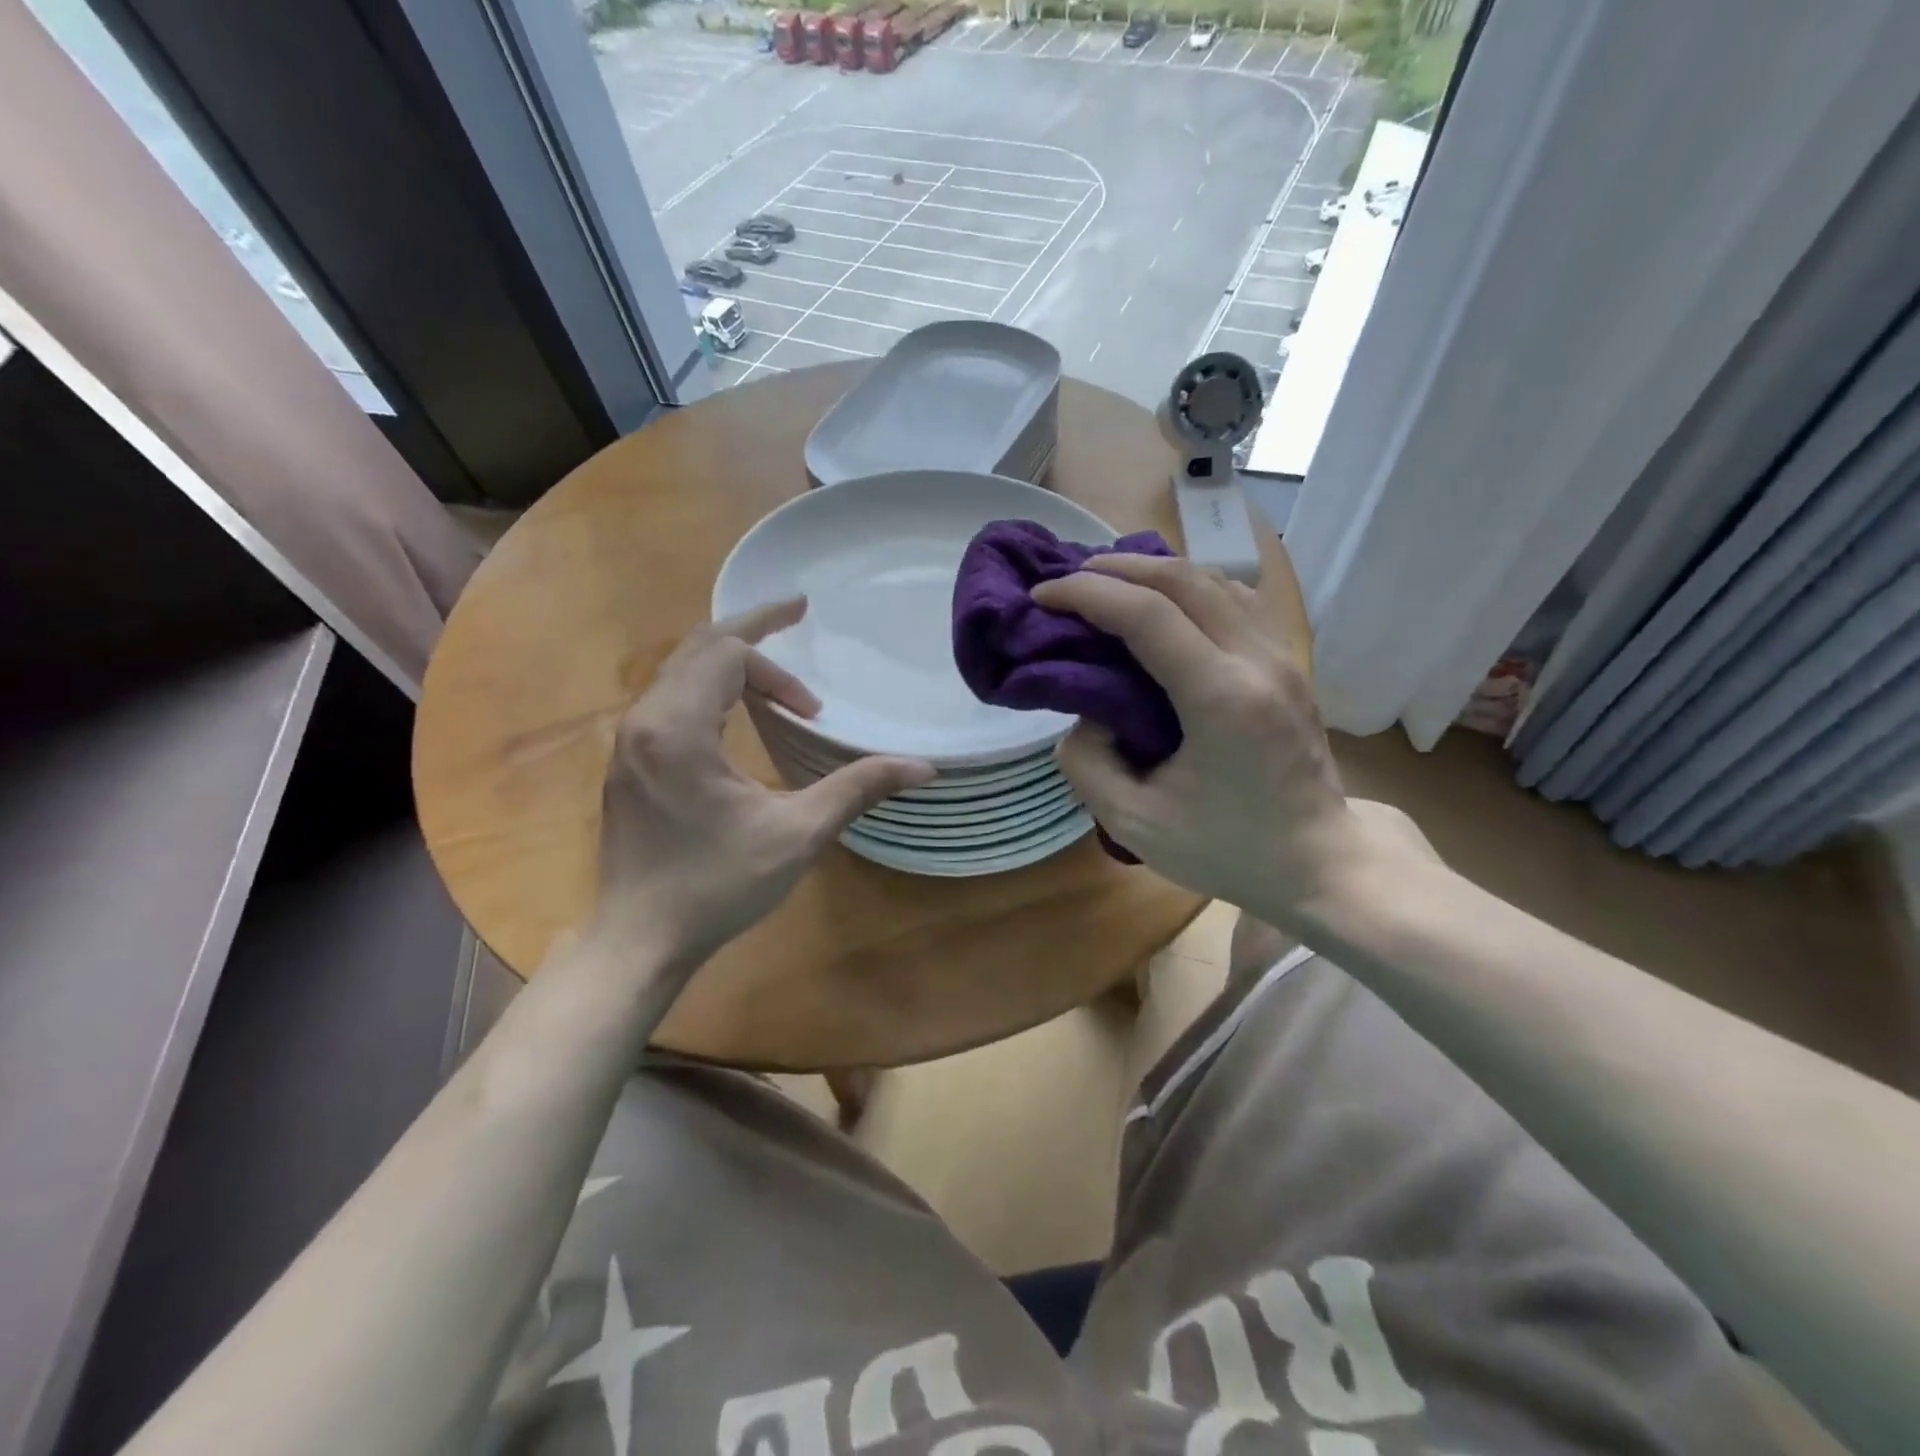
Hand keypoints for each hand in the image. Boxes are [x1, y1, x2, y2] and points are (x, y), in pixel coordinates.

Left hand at [587, 600, 933, 974]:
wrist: (639, 941)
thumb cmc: (718, 886)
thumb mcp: (798, 834)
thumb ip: (858, 788)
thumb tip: (924, 767)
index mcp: (679, 729)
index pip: (726, 653)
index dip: (775, 655)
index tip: (813, 675)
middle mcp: (644, 722)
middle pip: (697, 648)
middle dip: (750, 633)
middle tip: (795, 617)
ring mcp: (629, 743)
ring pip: (678, 671)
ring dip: (729, 664)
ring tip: (778, 681)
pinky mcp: (628, 763)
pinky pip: (668, 699)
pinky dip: (708, 688)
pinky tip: (738, 714)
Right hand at [1031, 556, 1365, 925]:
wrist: (1317, 863)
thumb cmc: (1226, 849)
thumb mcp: (1134, 823)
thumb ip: (1088, 763)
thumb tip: (1087, 714)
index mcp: (1221, 698)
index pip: (1147, 615)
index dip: (1087, 595)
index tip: (1043, 596)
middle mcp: (1258, 661)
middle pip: (1183, 580)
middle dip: (1117, 568)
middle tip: (1068, 578)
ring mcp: (1282, 657)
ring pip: (1215, 580)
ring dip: (1155, 572)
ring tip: (1109, 582)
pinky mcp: (1289, 664)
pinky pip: (1237, 600)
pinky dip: (1191, 586)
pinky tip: (1166, 602)